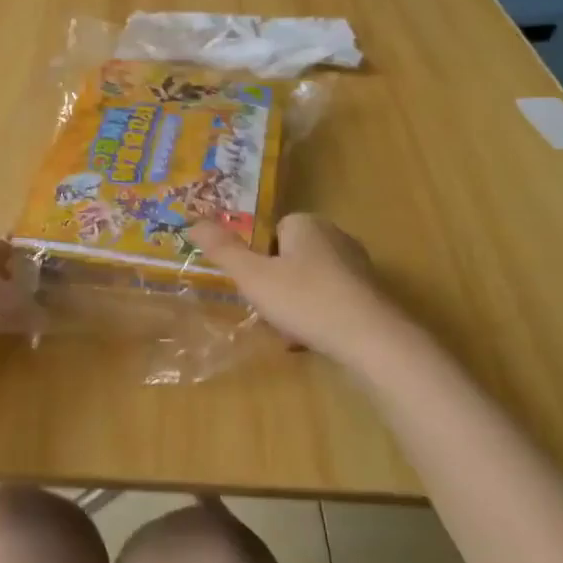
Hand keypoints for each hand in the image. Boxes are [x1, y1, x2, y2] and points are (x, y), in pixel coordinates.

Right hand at [190, 213, 404, 363]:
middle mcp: (335, 236)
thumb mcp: (253, 276)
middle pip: (290, 256)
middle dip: (276, 282)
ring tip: (287, 331)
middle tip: (266, 309)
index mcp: (307, 223)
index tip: (253, 284)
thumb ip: (222, 249)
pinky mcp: (371, 295)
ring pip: (310, 281)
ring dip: (295, 303)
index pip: (272, 231)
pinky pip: (331, 300)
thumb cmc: (305, 300)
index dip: (258, 258)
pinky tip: (311, 340)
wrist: (371, 340)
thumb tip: (191, 222)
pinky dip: (318, 316)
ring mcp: (357, 266)